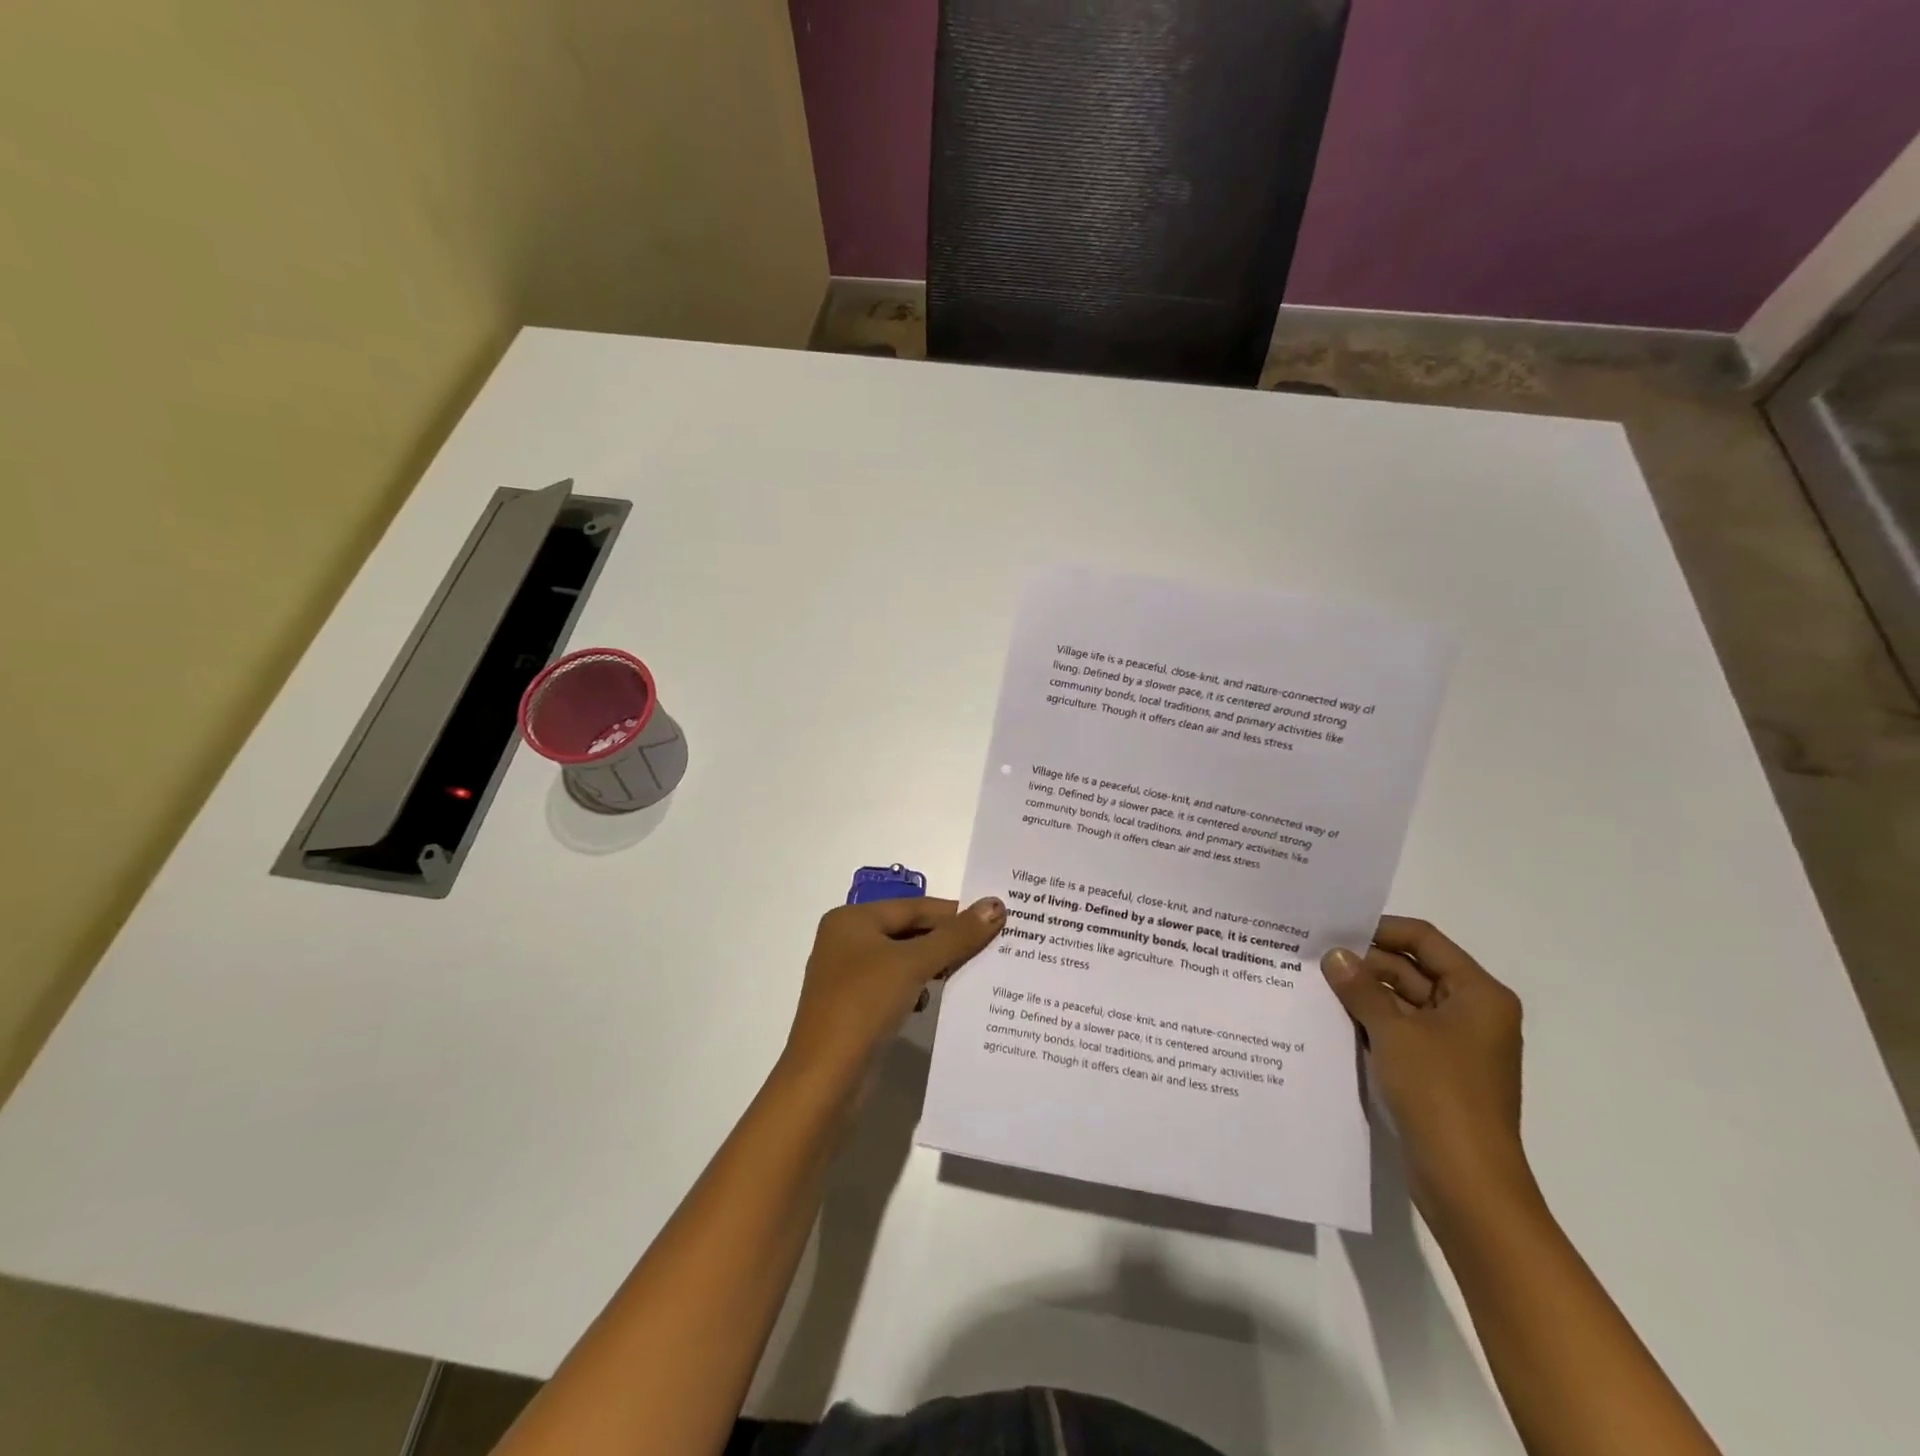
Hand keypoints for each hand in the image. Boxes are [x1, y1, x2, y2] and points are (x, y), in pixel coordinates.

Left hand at [784, 897, 1005, 1079]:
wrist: (825, 1080)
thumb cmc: (863, 1005)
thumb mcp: (913, 964)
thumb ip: (956, 935)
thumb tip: (996, 904)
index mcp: (851, 920)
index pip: (913, 907)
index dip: (954, 912)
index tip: (995, 918)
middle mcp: (846, 942)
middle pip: (908, 931)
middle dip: (947, 940)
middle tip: (992, 945)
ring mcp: (849, 977)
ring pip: (904, 960)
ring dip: (935, 965)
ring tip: (973, 972)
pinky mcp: (856, 1009)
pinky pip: (896, 987)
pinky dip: (919, 989)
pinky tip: (938, 1001)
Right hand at [1322, 917, 1532, 1218]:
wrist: (1466, 1182)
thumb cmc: (1439, 1093)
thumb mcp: (1393, 1031)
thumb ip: (1360, 987)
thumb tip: (1334, 954)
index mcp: (1478, 994)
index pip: (1425, 941)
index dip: (1380, 930)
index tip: (1334, 929)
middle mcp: (1472, 1012)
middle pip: (1412, 970)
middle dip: (1365, 964)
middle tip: (1312, 958)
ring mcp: (1454, 1044)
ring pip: (1402, 1002)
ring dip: (1363, 994)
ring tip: (1312, 984)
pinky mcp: (1437, 1071)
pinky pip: (1400, 1032)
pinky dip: (1370, 1023)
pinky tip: (1330, 1019)